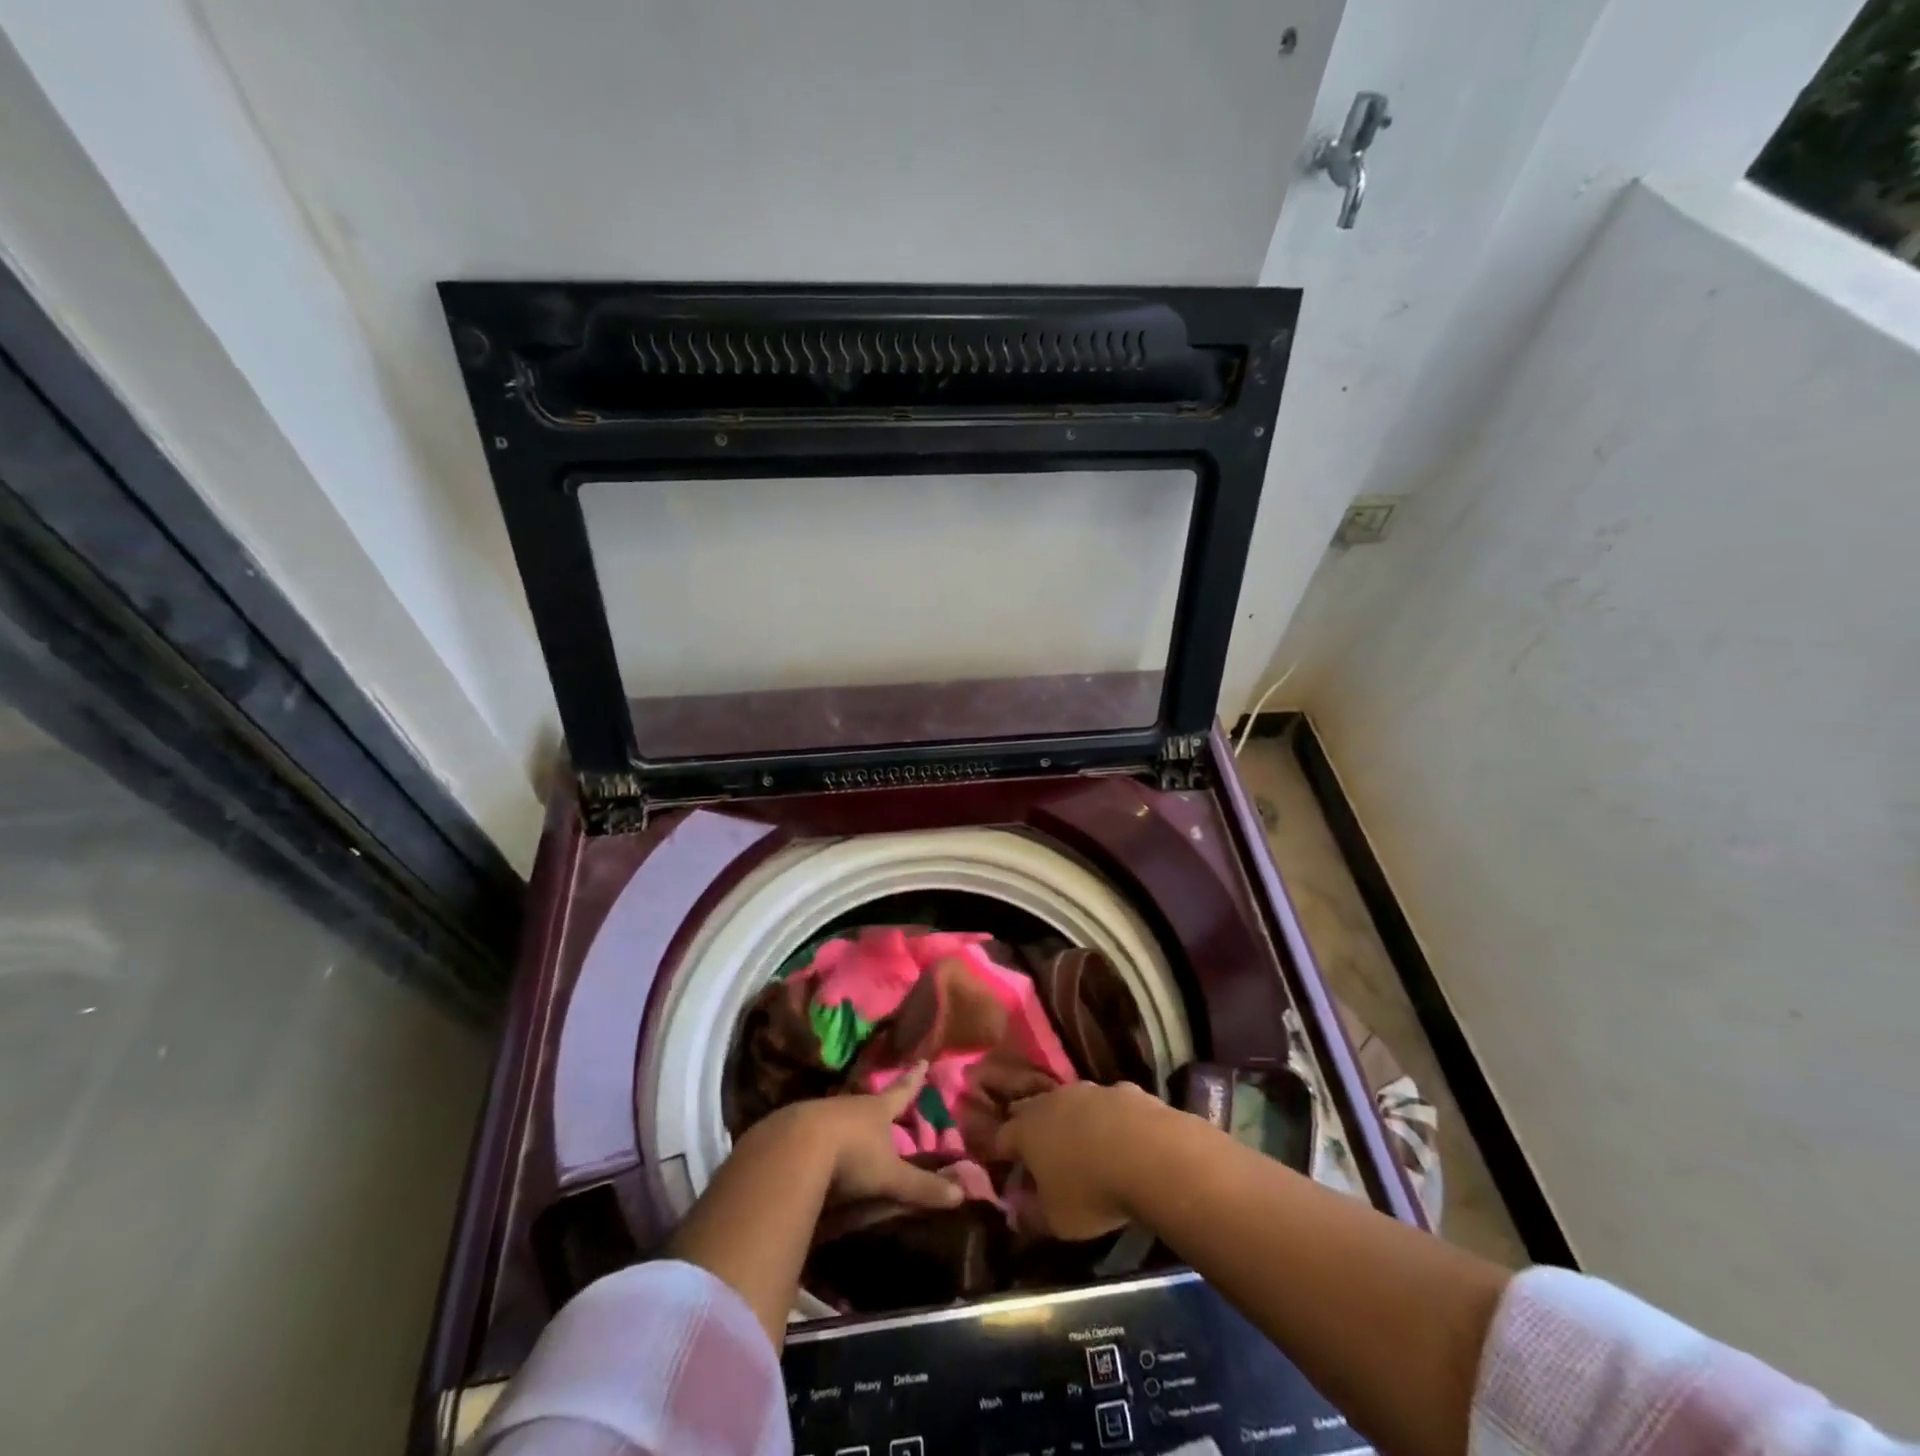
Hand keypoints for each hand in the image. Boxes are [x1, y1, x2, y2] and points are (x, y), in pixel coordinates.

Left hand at [766, 1062, 963, 1211]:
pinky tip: (813, 1153)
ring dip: (844, 1123)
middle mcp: (849, 1105)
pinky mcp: (792, 1129)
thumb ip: (922, 1186)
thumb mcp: (890, 1176)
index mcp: (876, 1110)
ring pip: (838, 1115)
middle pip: (867, 1103)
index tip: (922, 1061)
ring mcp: (819, 1113)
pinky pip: (810, 1132)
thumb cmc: (851, 1156)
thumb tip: (962, 1194)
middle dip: (875, 1106)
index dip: (913, 1080)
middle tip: (881, 1107)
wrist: (793, 1149)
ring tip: (848, 1133)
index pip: (901, 1092)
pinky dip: (816, 1140)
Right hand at [993, 1080, 1167, 1239]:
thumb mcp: (1056, 1220)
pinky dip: (1104, 1117)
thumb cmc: (1092, 1191)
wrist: (1151, 1154)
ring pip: (1068, 1101)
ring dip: (1067, 1118)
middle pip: (1029, 1108)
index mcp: (1027, 1131)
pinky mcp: (1122, 1089)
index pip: (1000, 1137)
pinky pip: (1105, 1104)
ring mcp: (1088, 1090)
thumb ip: (1030, 1216)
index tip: (996, 1163)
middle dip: (1026, 1125)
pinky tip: (1118, 1135)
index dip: (996, 1152)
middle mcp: (1052, 1101)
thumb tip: (1014, 1213)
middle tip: (1032, 1147)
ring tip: (1075, 1140)